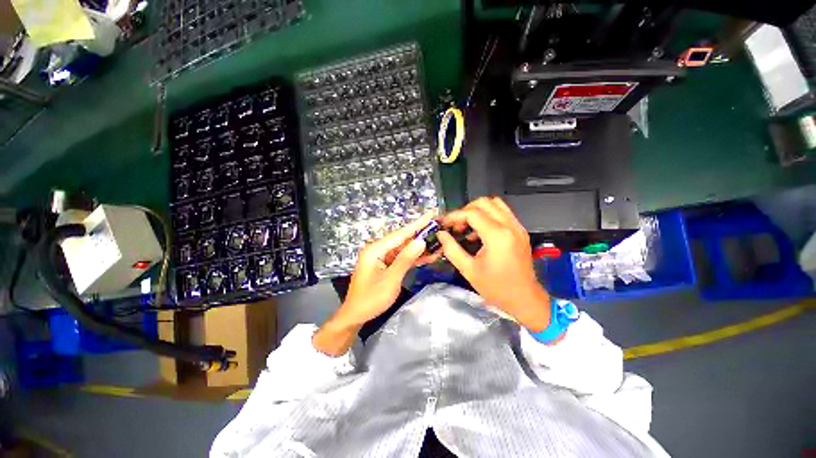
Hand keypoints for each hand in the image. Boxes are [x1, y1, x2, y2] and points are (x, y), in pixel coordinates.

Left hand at [313, 211, 435, 355]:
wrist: (356, 315)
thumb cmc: (371, 299)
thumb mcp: (391, 280)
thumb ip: (405, 259)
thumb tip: (421, 241)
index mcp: (375, 249)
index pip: (400, 233)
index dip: (417, 224)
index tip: (431, 214)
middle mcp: (377, 249)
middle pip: (402, 239)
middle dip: (420, 234)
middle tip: (438, 227)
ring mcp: (381, 257)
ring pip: (403, 248)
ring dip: (419, 247)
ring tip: (437, 242)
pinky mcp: (384, 264)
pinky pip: (400, 257)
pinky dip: (413, 258)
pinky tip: (427, 255)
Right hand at [438, 197, 550, 330]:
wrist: (525, 299)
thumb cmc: (496, 287)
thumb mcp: (468, 270)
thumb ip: (451, 249)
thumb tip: (441, 234)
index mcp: (497, 236)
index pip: (472, 213)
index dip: (455, 216)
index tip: (445, 224)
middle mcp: (509, 226)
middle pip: (484, 203)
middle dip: (466, 211)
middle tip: (456, 226)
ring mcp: (517, 227)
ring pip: (495, 204)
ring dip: (478, 211)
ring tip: (467, 226)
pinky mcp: (520, 231)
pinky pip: (503, 213)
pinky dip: (489, 216)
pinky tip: (480, 232)